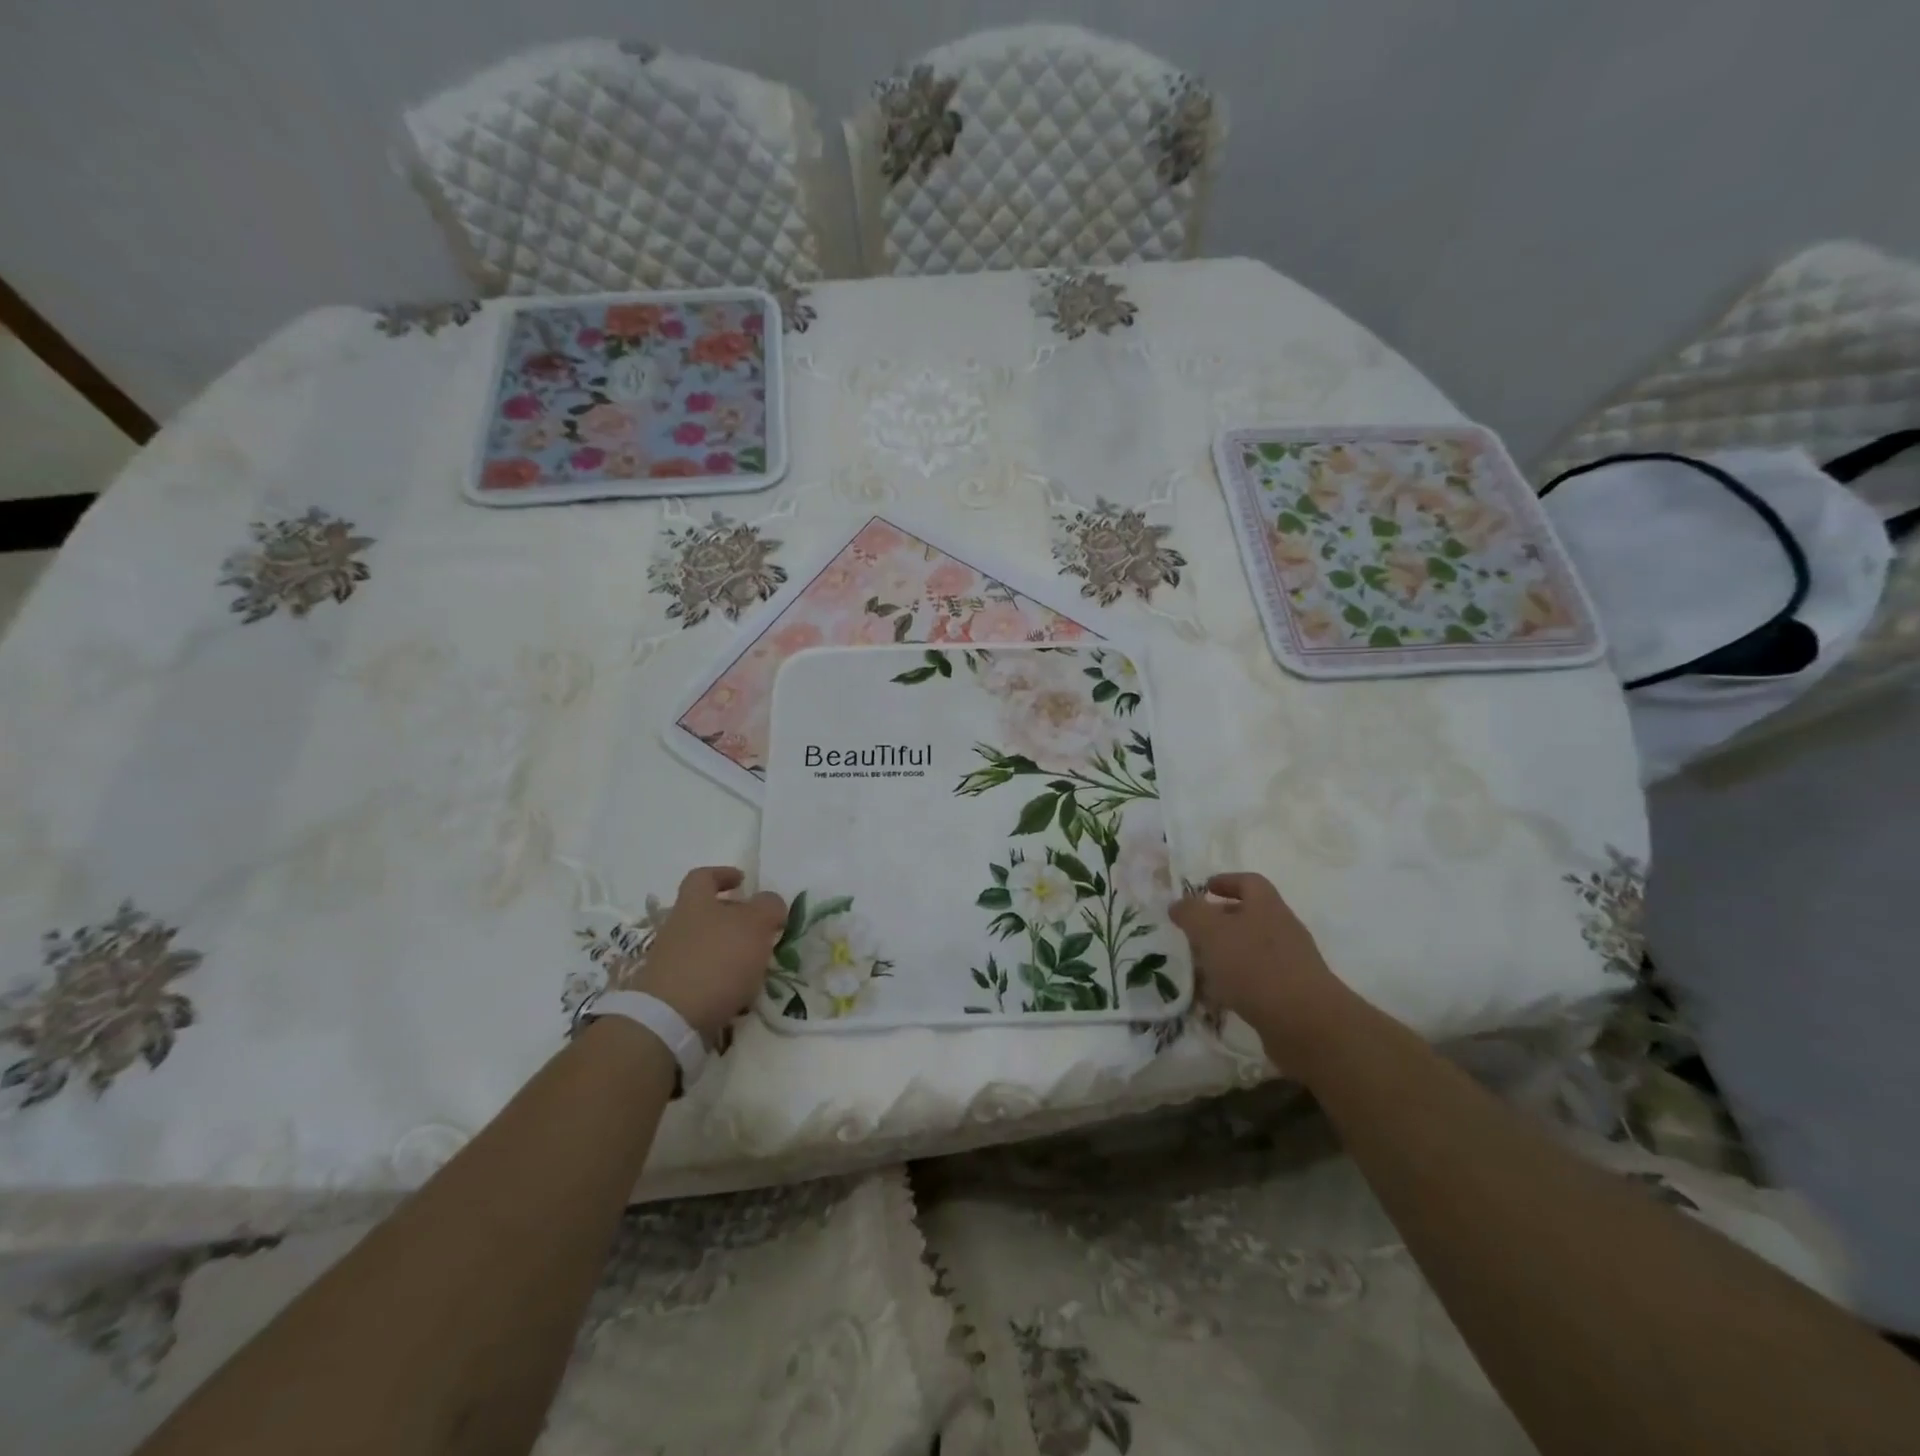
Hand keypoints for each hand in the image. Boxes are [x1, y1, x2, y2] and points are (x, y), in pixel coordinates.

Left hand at [625, 867, 786, 1044]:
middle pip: (704, 913)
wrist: (669, 1019)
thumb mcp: (755, 925)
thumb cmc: (716, 960)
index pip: (703, 877)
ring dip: (730, 952)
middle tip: (759, 929)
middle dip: (732, 919)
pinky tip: (739, 993)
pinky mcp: (670, 992)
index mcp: (694, 903)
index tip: (743, 881)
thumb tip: (770, 903)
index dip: (723, 874)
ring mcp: (670, 961)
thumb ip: (768, 907)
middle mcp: (677, 927)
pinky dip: (721, 980)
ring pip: (705, 947)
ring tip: (756, 966)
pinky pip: (701, 976)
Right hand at [1169, 872, 1354, 1065]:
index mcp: (1267, 906)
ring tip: (1200, 967)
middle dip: (1221, 921)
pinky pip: (1258, 980)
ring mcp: (1291, 962)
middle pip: (1251, 915)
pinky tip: (1218, 999)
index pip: (1248, 882)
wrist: (1305, 1022)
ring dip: (1227, 954)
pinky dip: (1237, 983)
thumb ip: (1191, 913)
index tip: (1204, 889)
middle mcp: (1282, 928)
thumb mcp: (1211, 931)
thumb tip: (1178, 904)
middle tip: (1194, 931)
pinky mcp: (1292, 994)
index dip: (1226, 881)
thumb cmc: (1254, 965)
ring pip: (1252, 949)